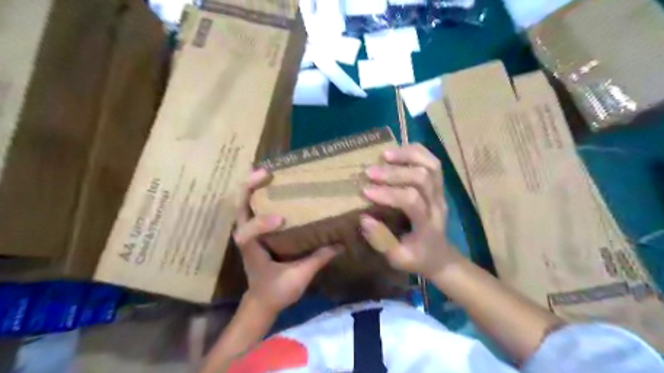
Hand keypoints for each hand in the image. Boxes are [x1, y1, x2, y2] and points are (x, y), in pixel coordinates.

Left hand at [233, 169, 338, 313]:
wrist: (262, 301)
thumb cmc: (276, 291)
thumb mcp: (298, 278)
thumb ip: (317, 260)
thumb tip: (340, 245)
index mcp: (252, 250)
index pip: (247, 234)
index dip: (260, 223)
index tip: (281, 219)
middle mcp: (246, 237)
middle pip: (240, 208)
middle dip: (248, 188)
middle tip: (265, 173)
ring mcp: (248, 232)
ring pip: (243, 204)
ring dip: (251, 187)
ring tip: (266, 172)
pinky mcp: (255, 231)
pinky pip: (252, 208)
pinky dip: (256, 194)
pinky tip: (270, 184)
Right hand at [361, 145, 462, 280]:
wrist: (441, 257)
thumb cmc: (418, 259)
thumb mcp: (398, 258)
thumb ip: (381, 241)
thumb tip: (364, 218)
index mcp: (428, 224)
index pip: (412, 201)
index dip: (388, 194)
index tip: (365, 192)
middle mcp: (437, 205)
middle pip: (422, 178)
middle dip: (394, 173)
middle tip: (369, 172)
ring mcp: (441, 193)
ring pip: (431, 166)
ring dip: (407, 157)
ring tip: (384, 155)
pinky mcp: (440, 187)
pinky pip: (433, 163)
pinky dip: (416, 152)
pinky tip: (398, 151)